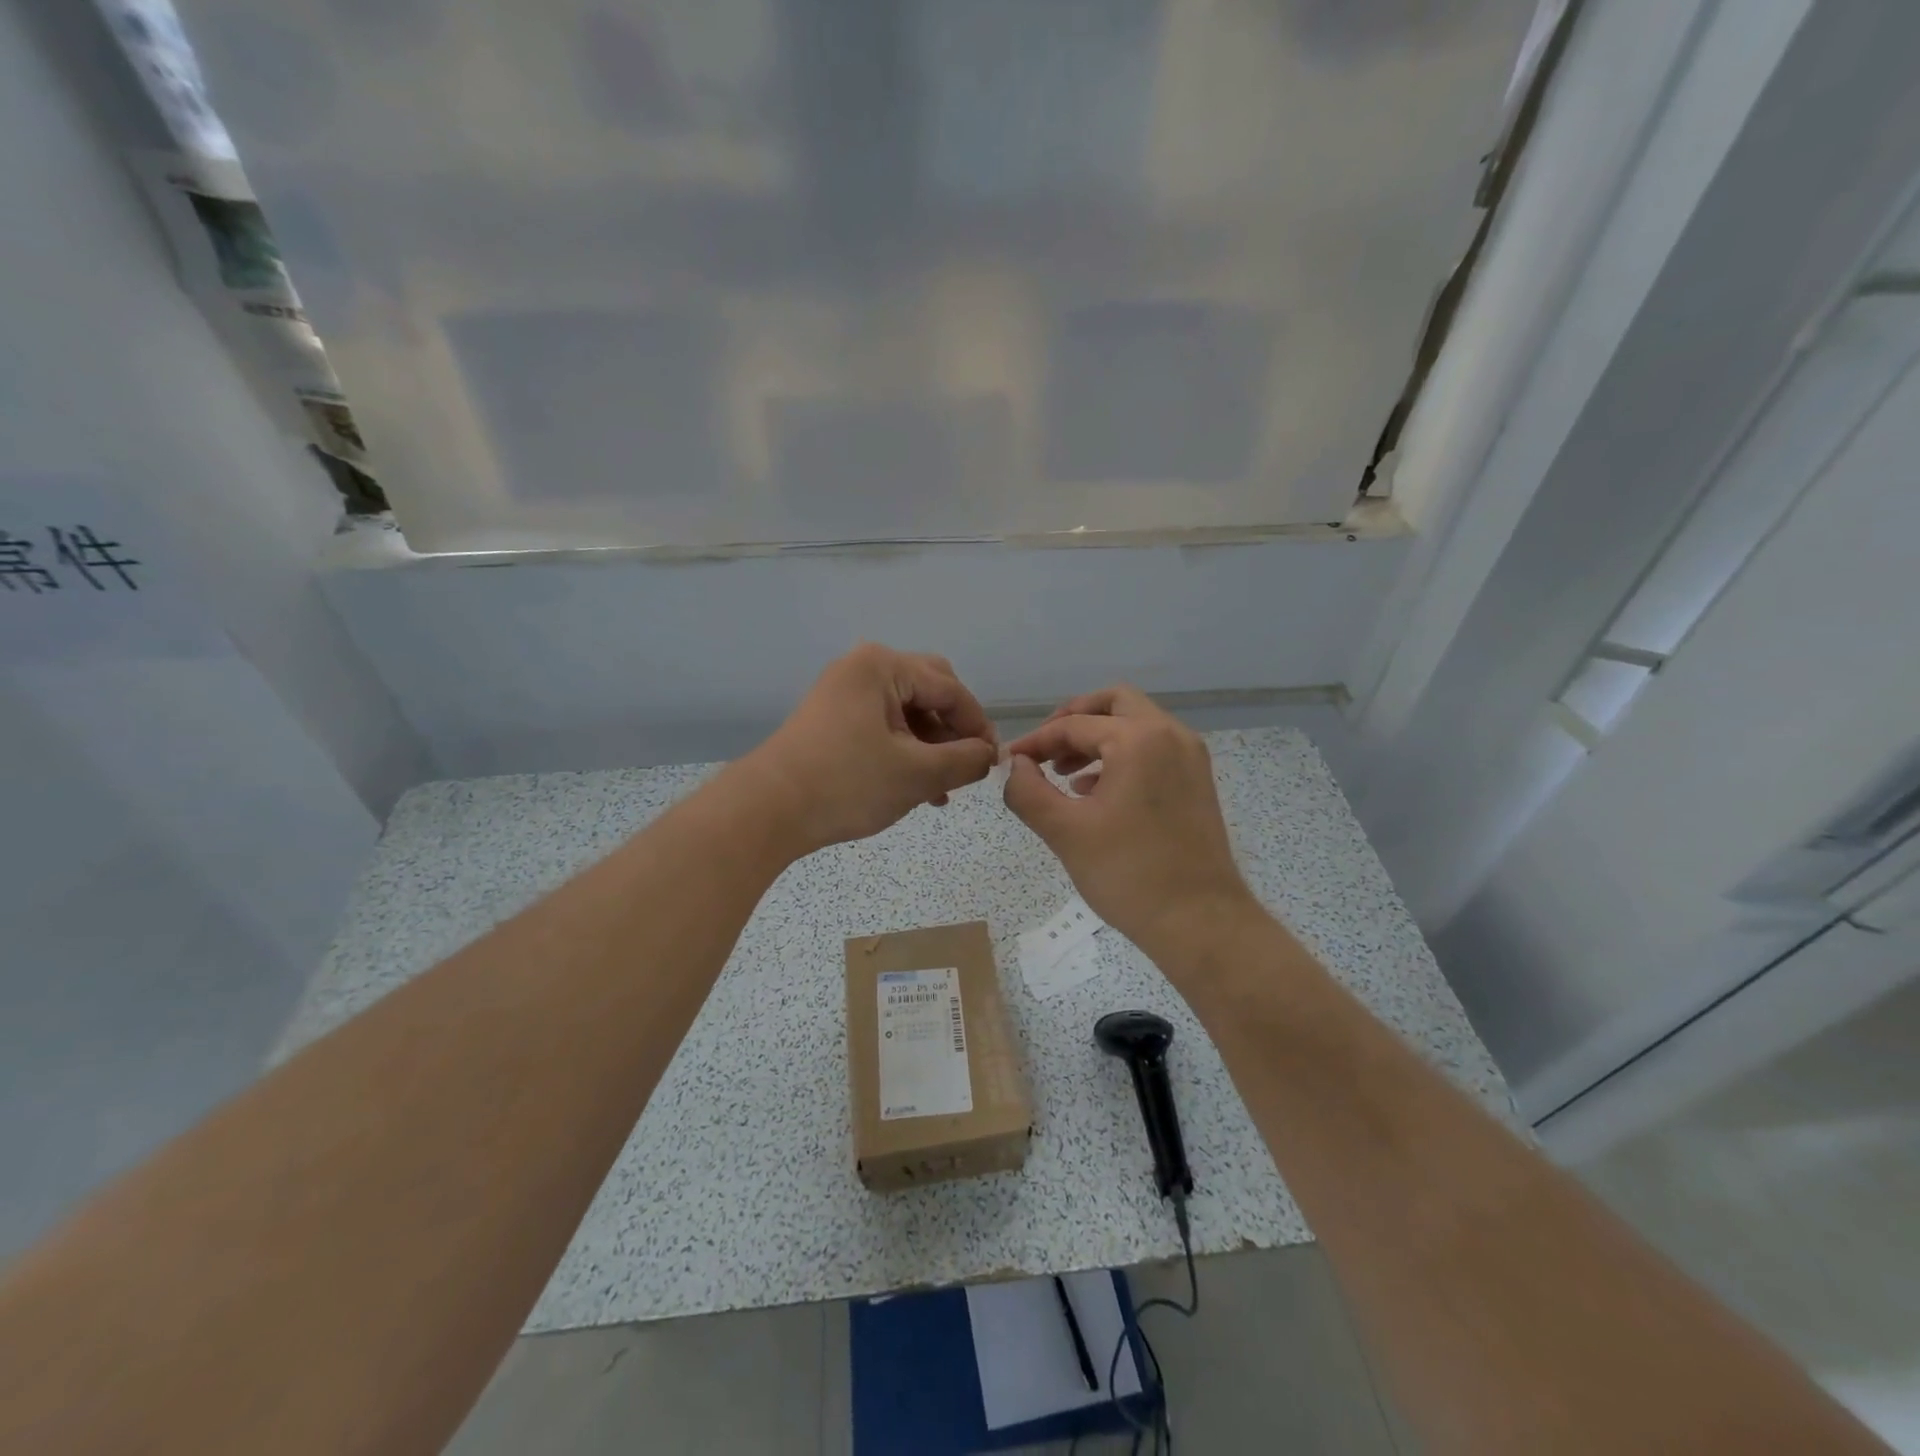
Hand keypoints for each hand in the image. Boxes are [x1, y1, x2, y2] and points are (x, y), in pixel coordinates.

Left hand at [742, 644, 997, 854]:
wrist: (767, 811)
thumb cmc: (847, 784)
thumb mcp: (917, 774)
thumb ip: (965, 760)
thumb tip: (988, 755)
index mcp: (883, 666)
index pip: (950, 689)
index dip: (977, 726)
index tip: (992, 762)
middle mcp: (862, 668)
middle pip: (928, 691)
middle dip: (952, 731)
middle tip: (966, 766)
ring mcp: (843, 693)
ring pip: (906, 712)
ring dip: (930, 746)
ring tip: (943, 789)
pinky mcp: (831, 719)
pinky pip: (883, 726)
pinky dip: (904, 751)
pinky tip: (917, 787)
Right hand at [1003, 686, 1254, 956]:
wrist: (1201, 922)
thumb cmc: (1129, 874)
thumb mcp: (1064, 831)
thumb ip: (1027, 790)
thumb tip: (1016, 765)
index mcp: (1138, 738)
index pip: (1074, 725)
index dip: (1036, 741)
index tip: (1010, 761)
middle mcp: (1170, 735)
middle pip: (1114, 704)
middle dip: (1073, 721)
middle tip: (1045, 749)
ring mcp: (1190, 757)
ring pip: (1136, 724)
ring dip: (1097, 738)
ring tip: (1063, 773)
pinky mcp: (1198, 782)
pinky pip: (1153, 749)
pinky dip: (1121, 756)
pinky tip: (1094, 792)